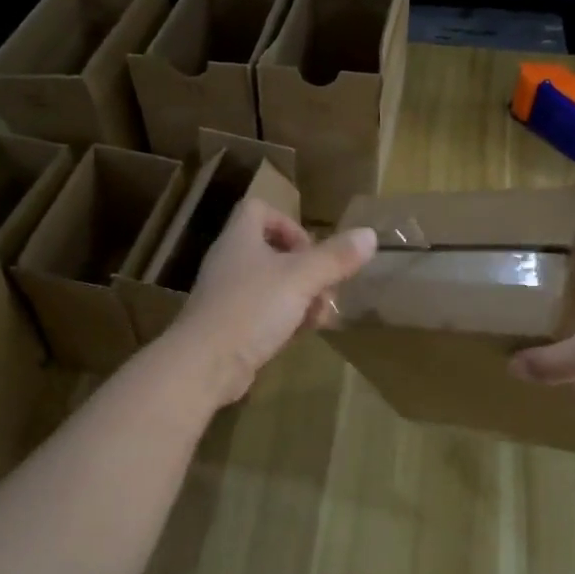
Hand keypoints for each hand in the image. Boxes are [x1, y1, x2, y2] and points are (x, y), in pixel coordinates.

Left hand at [168, 199, 377, 405]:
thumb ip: (335, 258)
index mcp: (240, 239)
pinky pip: (264, 313)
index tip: (310, 248)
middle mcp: (231, 261)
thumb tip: (369, 235)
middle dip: (306, 268)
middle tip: (325, 287)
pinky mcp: (230, 326)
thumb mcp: (301, 279)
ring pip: (272, 285)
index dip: (287, 223)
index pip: (258, 209)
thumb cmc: (252, 309)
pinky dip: (285, 320)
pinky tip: (301, 335)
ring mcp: (228, 295)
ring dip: (301, 297)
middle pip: (272, 250)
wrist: (205, 364)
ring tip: (319, 316)